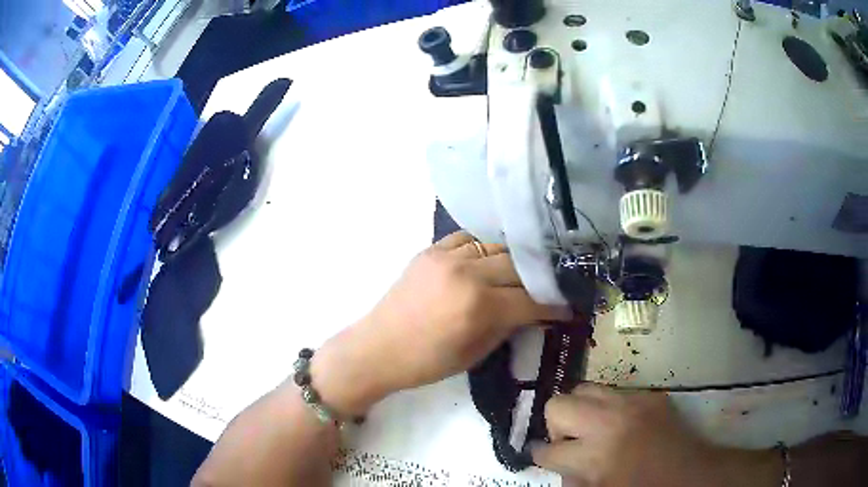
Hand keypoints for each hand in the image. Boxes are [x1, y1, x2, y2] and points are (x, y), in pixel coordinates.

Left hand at [310, 231, 571, 414]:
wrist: (378, 348)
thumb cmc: (426, 362)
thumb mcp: (476, 352)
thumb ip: (508, 326)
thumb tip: (534, 312)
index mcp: (479, 306)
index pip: (531, 300)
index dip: (554, 305)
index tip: (569, 306)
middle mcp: (467, 273)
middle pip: (519, 267)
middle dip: (538, 280)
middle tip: (548, 289)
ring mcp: (447, 256)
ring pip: (497, 247)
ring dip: (513, 262)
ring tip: (521, 273)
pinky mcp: (431, 250)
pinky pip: (469, 240)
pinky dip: (484, 249)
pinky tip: (488, 261)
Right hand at [532, 384, 781, 486]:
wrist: (693, 477)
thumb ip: (574, 481)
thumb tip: (562, 469)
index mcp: (596, 454)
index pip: (549, 450)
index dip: (542, 457)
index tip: (547, 459)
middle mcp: (611, 420)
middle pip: (560, 404)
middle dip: (558, 426)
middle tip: (572, 443)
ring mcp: (634, 402)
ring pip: (586, 388)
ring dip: (582, 411)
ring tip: (594, 430)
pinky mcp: (651, 396)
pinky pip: (617, 392)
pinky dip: (609, 407)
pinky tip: (621, 425)